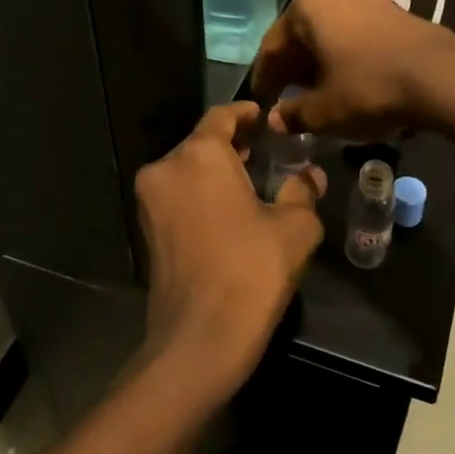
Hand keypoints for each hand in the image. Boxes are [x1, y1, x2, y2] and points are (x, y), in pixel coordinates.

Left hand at [134, 102, 326, 403]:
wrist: (199, 339)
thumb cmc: (251, 271)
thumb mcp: (295, 227)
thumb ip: (303, 190)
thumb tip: (309, 176)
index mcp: (200, 154)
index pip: (223, 116)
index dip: (247, 114)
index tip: (267, 118)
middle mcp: (166, 167)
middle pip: (202, 142)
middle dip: (234, 144)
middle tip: (268, 152)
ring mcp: (150, 200)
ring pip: (188, 169)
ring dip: (217, 171)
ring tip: (253, 181)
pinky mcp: (145, 229)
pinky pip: (178, 195)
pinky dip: (201, 193)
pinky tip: (230, 210)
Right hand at [250, 0, 454, 139]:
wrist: (442, 76)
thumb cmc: (370, 87)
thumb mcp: (325, 111)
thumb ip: (295, 113)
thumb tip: (276, 119)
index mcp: (307, 6)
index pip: (274, 45)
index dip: (266, 77)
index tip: (262, 99)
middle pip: (304, 34)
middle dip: (295, 67)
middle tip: (288, 98)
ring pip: (332, 32)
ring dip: (322, 60)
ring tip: (319, 92)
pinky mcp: (395, 9)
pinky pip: (357, 33)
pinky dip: (347, 54)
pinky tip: (349, 79)